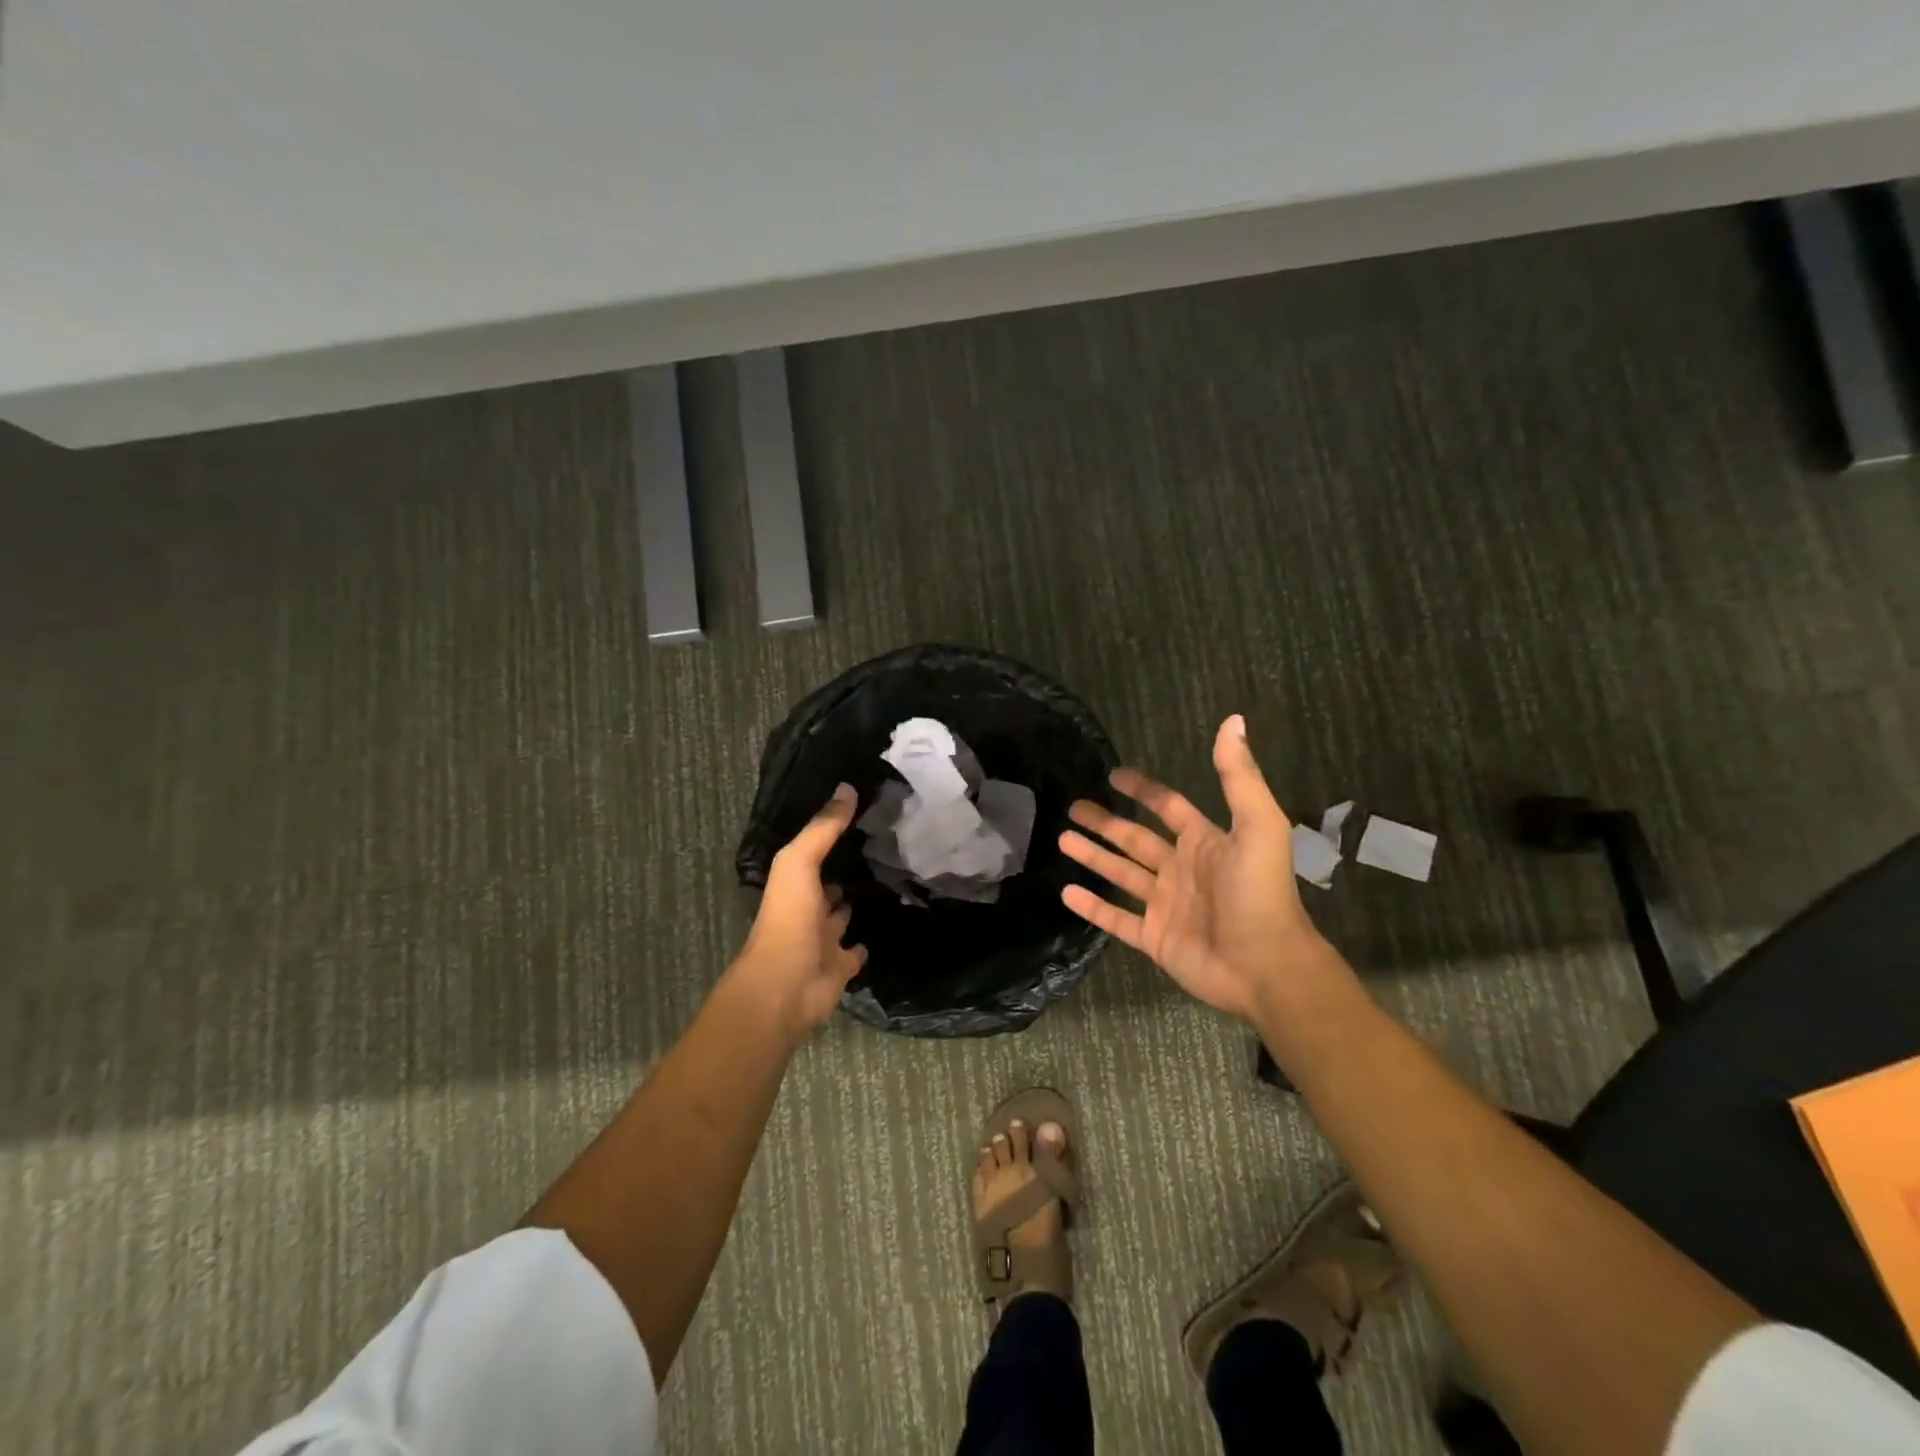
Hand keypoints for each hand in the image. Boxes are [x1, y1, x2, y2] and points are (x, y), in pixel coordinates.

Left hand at [733, 784, 867, 1033]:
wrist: (786, 987)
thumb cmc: (788, 919)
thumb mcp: (800, 862)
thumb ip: (823, 828)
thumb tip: (847, 787)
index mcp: (794, 885)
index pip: (814, 855)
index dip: (831, 838)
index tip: (860, 818)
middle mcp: (807, 910)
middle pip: (828, 887)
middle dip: (845, 873)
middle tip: (880, 850)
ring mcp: (823, 941)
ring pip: (842, 918)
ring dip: (854, 905)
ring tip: (887, 883)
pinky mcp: (840, 968)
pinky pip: (855, 952)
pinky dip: (864, 944)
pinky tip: (883, 929)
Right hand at [1058, 715, 1340, 1022]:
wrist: (1265, 965)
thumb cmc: (1260, 892)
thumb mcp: (1257, 825)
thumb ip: (1238, 776)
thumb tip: (1234, 720)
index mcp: (1205, 842)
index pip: (1168, 807)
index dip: (1143, 790)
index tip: (1114, 776)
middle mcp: (1182, 870)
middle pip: (1136, 839)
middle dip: (1106, 823)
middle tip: (1073, 807)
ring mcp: (1166, 906)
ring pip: (1122, 875)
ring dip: (1094, 857)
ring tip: (1062, 840)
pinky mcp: (1155, 939)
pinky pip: (1117, 920)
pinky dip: (1093, 908)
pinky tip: (1066, 892)